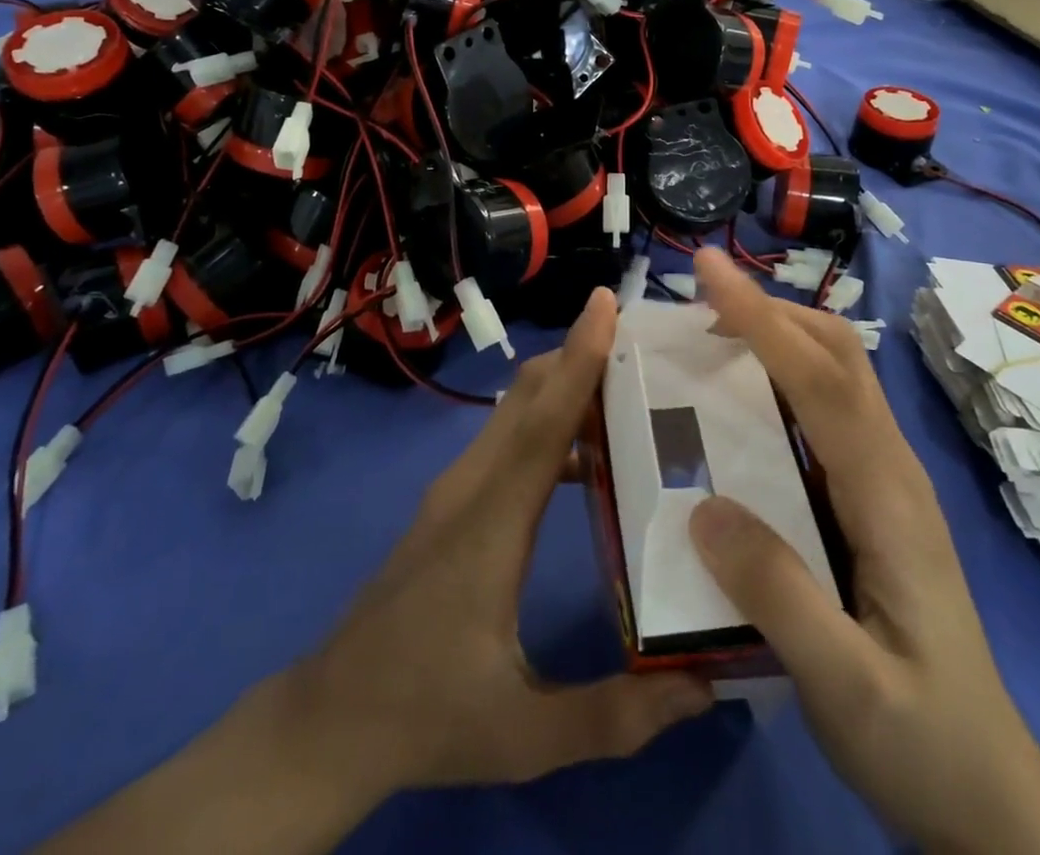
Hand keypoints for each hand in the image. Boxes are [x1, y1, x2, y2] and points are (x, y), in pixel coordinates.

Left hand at [47, 287, 711, 854]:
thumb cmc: (429, 714)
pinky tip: (587, 456)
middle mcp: (470, 487)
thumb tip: (706, 687)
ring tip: (630, 392)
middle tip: (644, 344)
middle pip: (526, 397)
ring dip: (562, 387)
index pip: (543, 423)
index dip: (578, 359)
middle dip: (578, 356)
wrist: (333, 718)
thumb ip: (618, 714)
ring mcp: (454, 491)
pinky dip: (546, 422)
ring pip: (512, 413)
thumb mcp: (527, 734)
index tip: (605, 304)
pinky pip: (504, 440)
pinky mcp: (449, 503)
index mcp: (491, 523)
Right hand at [686, 249, 1039, 854]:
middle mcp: (890, 467)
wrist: (987, 795)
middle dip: (770, 309)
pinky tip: (738, 401)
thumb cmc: (920, 739)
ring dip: (775, 335)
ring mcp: (884, 479)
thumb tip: (701, 507)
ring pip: (834, 373)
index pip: (820, 379)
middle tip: (698, 299)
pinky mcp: (869, 497)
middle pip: (837, 354)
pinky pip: (823, 409)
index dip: (761, 318)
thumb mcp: (846, 687)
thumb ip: (779, 597)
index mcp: (887, 494)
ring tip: (708, 334)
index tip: (708, 270)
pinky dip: (779, 376)